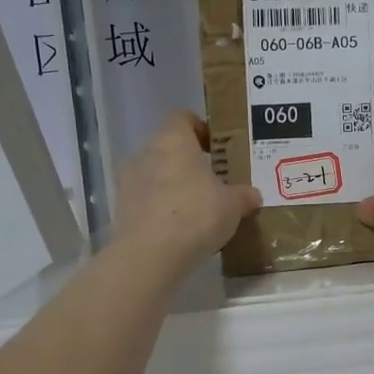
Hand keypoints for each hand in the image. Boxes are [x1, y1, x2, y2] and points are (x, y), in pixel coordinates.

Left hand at [115, 112, 260, 271]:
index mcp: (173, 140)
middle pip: (168, 148)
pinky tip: (178, 230)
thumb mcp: (233, 205)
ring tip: (196, 209)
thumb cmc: (196, 215)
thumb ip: (243, 195)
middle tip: (213, 182)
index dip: (201, 128)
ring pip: (154, 175)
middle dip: (188, 162)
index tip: (217, 148)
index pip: (183, 118)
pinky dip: (160, 209)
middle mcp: (145, 153)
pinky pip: (145, 201)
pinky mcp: (120, 209)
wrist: (149, 256)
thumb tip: (252, 195)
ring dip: (172, 186)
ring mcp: (127, 182)